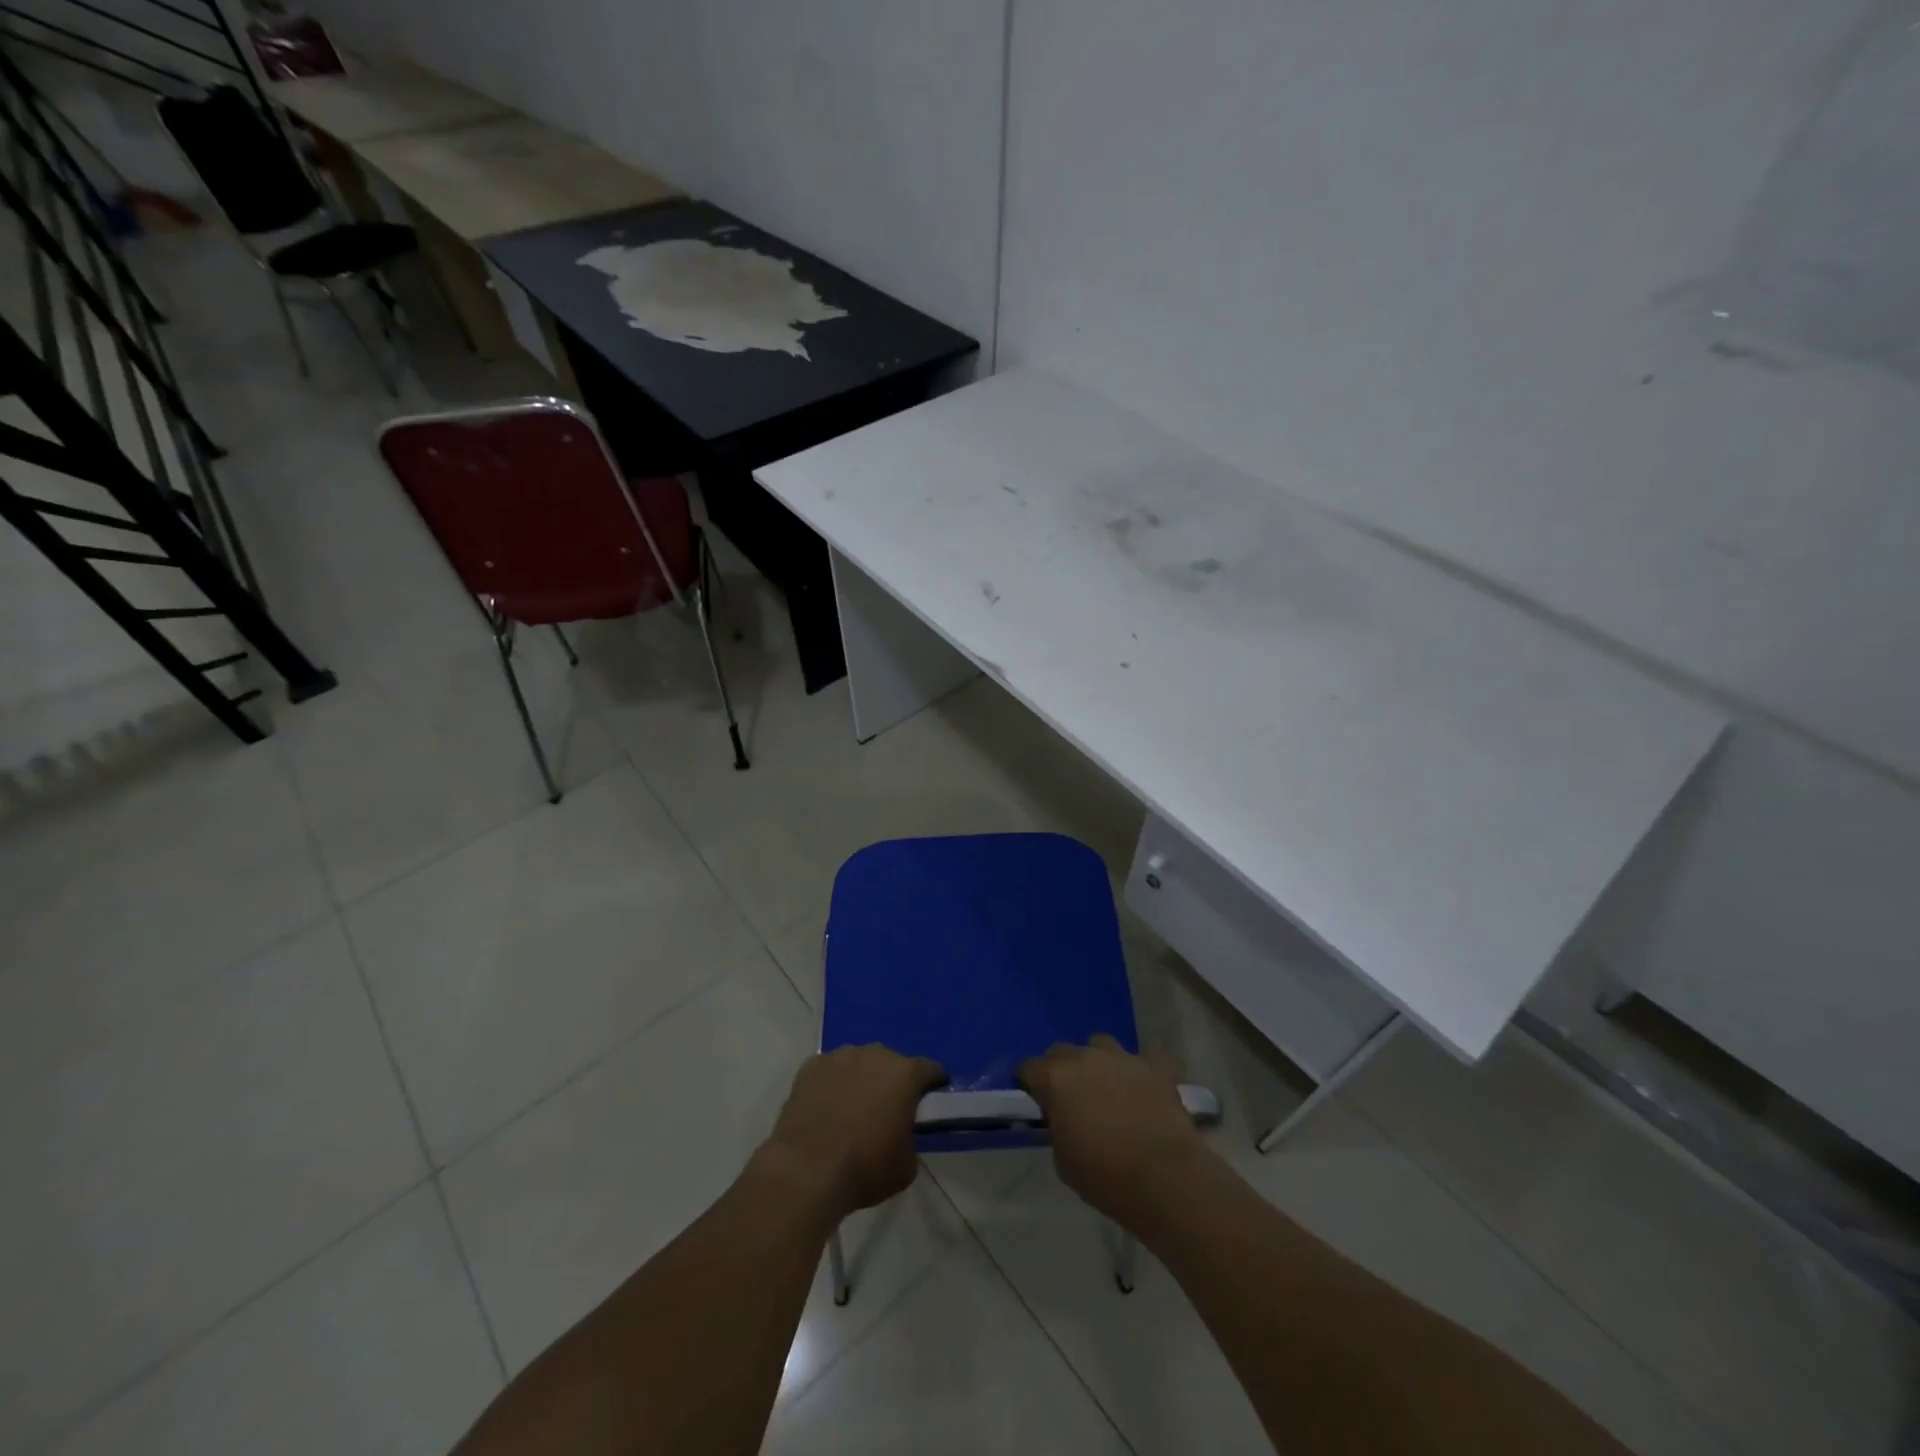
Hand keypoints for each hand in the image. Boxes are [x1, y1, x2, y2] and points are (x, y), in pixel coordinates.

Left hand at [762, 1045, 945, 1218]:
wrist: (806, 1171)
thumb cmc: (864, 1169)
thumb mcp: (906, 1166)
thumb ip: (911, 1139)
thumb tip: (901, 1133)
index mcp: (905, 1074)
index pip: (931, 1070)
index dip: (934, 1084)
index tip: (931, 1100)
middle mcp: (875, 1054)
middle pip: (892, 1064)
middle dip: (893, 1083)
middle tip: (886, 1111)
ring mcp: (840, 1056)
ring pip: (859, 1063)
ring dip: (861, 1079)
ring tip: (852, 1109)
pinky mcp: (811, 1066)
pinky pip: (830, 1071)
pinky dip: (832, 1084)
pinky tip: (825, 1108)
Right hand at [1019, 1035, 1208, 1226]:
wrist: (1165, 1179)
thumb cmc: (1106, 1177)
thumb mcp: (1062, 1160)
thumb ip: (1057, 1127)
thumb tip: (1063, 1118)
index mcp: (1055, 1079)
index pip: (1029, 1068)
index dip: (1030, 1084)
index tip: (1036, 1101)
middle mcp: (1085, 1058)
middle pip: (1062, 1051)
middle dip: (1061, 1070)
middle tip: (1071, 1098)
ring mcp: (1122, 1058)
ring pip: (1101, 1045)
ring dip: (1099, 1063)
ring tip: (1108, 1088)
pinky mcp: (1155, 1067)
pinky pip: (1148, 1057)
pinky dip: (1145, 1068)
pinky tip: (1147, 1085)